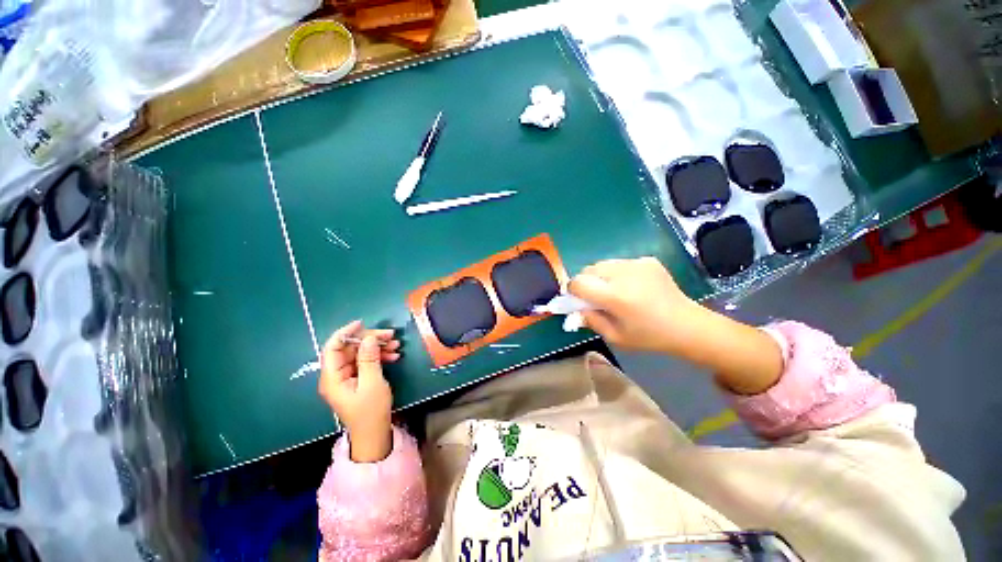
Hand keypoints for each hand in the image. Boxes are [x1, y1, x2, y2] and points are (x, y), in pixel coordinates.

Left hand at [319, 320, 401, 461]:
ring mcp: (347, 377)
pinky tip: (393, 356)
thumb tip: (369, 338)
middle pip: (349, 349)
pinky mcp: (356, 380)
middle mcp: (336, 375)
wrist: (374, 434)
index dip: (345, 333)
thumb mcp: (372, 383)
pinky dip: (379, 357)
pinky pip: (365, 362)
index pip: (332, 348)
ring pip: (360, 354)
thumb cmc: (371, 411)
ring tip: (396, 345)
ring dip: (378, 347)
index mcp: (333, 377)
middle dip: (370, 339)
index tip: (363, 323)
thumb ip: (369, 359)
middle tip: (391, 335)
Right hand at [567, 257, 702, 353]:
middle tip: (596, 297)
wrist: (687, 325)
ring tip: (614, 291)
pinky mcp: (647, 260)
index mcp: (615, 296)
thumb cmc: (649, 336)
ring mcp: (637, 264)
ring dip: (601, 276)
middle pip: (588, 269)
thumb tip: (576, 309)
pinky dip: (617, 273)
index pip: (579, 283)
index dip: (573, 291)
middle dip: (586, 282)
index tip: (578, 299)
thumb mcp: (615, 337)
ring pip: (603, 264)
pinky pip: (620, 263)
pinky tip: (632, 286)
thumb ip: (591, 320)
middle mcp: (624, 275)